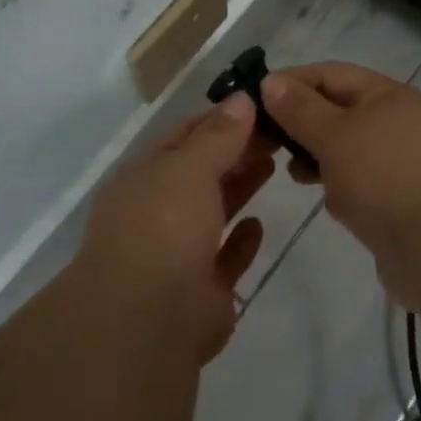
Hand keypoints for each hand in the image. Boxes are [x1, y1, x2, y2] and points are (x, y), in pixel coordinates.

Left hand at [78, 92, 275, 362]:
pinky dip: (240, 241)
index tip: (257, 104)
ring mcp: (175, 255)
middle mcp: (155, 213)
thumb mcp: (189, 166)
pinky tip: (259, 224)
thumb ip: (218, 135)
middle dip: (234, 151)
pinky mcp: (200, 294)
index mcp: (142, 178)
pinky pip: (223, 259)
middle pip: (199, 173)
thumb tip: (241, 99)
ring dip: (239, 188)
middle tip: (277, 132)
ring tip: (274, 163)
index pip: (182, 137)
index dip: (218, 119)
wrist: (147, 322)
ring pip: (212, 212)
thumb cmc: (163, 226)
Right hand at [261, 62, 420, 298]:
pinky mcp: (401, 198)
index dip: (291, 82)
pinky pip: (360, 180)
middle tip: (265, 140)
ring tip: (292, 172)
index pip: (329, 74)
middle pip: (337, 110)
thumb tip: (271, 81)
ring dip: (318, 156)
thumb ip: (299, 109)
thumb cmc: (384, 178)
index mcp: (386, 95)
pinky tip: (327, 200)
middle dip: (301, 123)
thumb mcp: (333, 136)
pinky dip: (340, 184)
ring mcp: (402, 161)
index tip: (253, 100)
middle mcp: (397, 121)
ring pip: (347, 148)